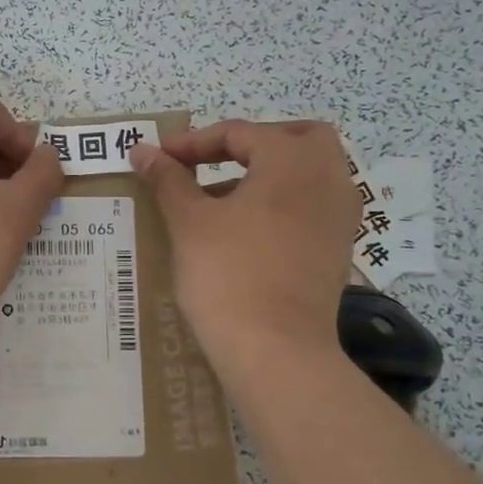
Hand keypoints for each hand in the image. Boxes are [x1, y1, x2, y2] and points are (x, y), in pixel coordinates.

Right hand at [131, 120, 358, 368]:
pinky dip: (283, 203)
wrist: (276, 351)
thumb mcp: (189, 222)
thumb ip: (167, 179)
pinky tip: (246, 230)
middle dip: (251, 143)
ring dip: (267, 173)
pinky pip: (312, 206)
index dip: (192, 142)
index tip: (159, 158)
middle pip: (295, 138)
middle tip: (213, 161)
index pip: (239, 132)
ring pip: (307, 173)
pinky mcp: (338, 249)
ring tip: (220, 199)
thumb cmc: (228, 274)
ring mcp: (340, 216)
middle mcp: (328, 178)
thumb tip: (142, 150)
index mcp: (292, 159)